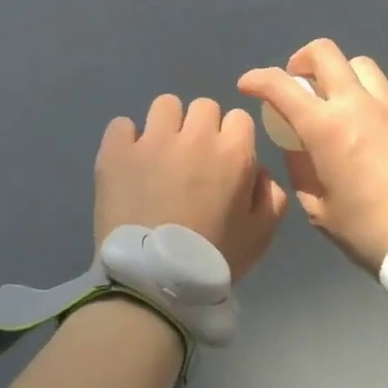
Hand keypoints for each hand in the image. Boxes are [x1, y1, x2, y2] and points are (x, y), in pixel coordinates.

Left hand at [94, 94, 290, 283]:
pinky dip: (126, 140)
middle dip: (200, 128)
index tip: (222, 161)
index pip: (239, 117)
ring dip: (166, 126)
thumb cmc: (213, 259)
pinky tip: (129, 163)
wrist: (154, 282)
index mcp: (234, 152)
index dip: (232, 139)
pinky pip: (122, 124)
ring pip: (165, 105)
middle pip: (203, 106)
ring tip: (159, 156)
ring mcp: (152, 140)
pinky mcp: (116, 151)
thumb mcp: (262, 234)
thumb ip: (271, 193)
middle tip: (191, 160)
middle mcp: (195, 136)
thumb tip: (257, 168)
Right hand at [238, 40, 387, 271]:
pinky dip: (373, 100)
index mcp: (325, 128)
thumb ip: (301, 169)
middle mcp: (359, 104)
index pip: (280, 86)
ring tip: (341, 102)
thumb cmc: (369, 232)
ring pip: (362, 66)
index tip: (248, 85)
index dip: (257, 79)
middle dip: (302, 60)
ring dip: (342, 77)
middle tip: (299, 82)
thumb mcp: (319, 210)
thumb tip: (297, 144)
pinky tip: (376, 127)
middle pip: (325, 53)